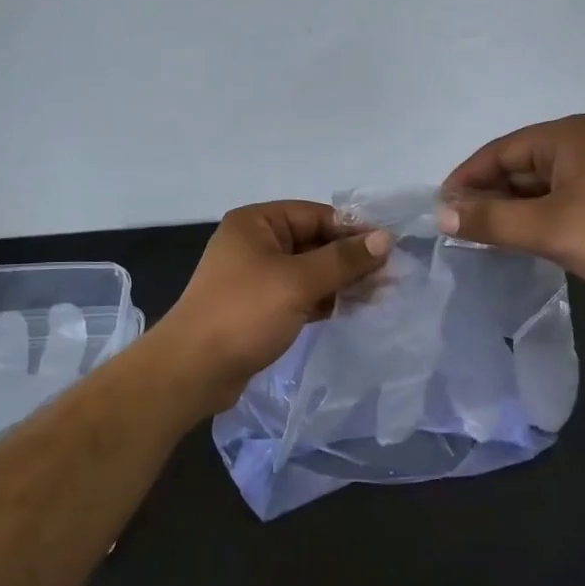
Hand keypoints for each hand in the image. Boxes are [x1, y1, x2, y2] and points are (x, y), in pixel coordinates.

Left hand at [157, 201, 392, 411]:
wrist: (193, 370)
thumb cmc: (244, 314)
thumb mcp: (298, 282)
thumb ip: (343, 260)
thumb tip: (385, 238)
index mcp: (257, 223)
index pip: (316, 215)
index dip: (354, 230)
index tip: (390, 247)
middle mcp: (256, 243)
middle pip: (315, 242)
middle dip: (351, 258)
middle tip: (392, 275)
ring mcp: (257, 276)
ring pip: (310, 271)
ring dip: (342, 281)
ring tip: (382, 294)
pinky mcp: (260, 307)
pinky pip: (301, 294)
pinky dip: (326, 299)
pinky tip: (354, 308)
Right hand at [438, 114, 584, 299]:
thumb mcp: (546, 228)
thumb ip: (490, 220)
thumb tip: (441, 216)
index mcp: (565, 136)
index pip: (498, 151)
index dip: (465, 179)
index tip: (441, 210)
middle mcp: (580, 143)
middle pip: (517, 165)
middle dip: (487, 195)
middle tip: (459, 228)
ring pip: (537, 185)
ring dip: (510, 208)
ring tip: (483, 237)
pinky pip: (557, 199)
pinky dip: (534, 216)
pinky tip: (520, 239)